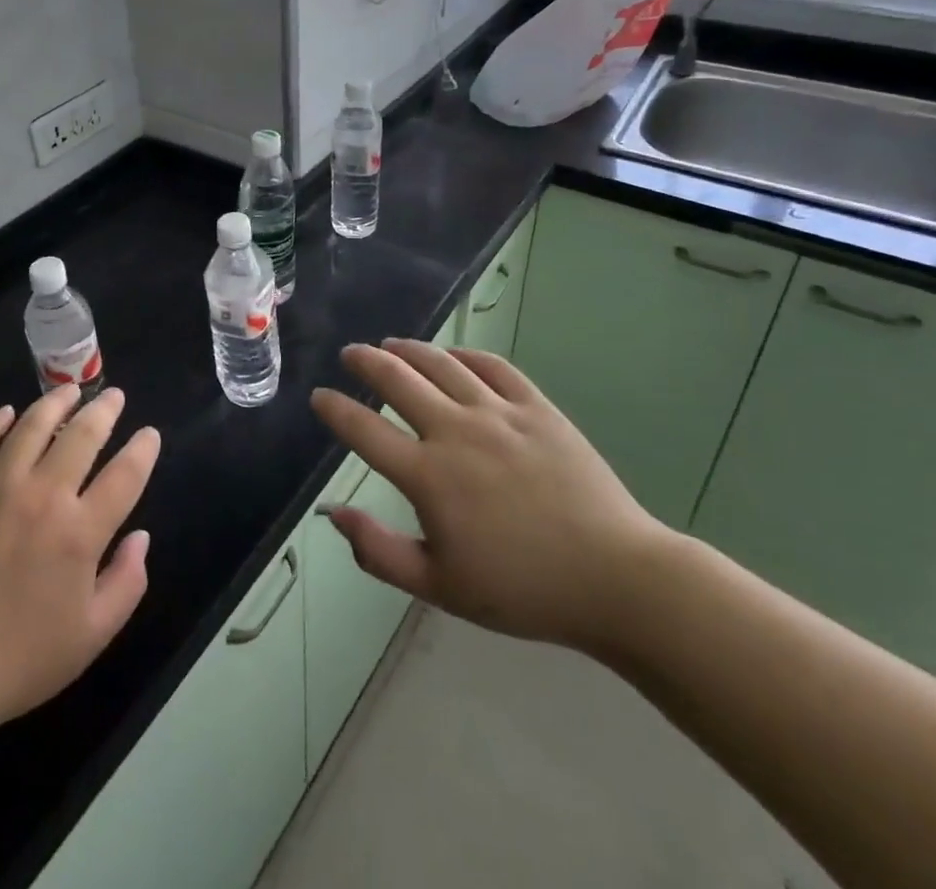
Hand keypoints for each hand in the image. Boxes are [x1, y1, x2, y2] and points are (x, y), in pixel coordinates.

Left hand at [0, 386, 159, 776]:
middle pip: (82, 435)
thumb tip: (141, 536)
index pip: (125, 474)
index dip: (143, 449)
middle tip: (113, 396)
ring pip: (31, 425)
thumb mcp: (91, 636)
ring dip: (55, 402)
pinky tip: (6, 413)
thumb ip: (127, 582)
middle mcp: (42, 496)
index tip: (149, 434)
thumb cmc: (18, 660)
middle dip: (105, 410)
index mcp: (80, 532)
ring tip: (69, 390)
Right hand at [311, 340, 670, 655]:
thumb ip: (379, 551)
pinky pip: (494, 367)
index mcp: (428, 477)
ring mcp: (499, 414)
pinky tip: (454, 356)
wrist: (616, 580)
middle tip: (350, 354)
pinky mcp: (537, 408)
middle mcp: (456, 432)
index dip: (334, 410)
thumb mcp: (439, 587)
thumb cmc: (522, 590)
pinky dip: (466, 356)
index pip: (364, 430)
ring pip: (441, 365)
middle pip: (397, 380)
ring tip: (390, 344)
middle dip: (365, 361)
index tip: (319, 397)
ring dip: (409, 350)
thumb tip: (333, 515)